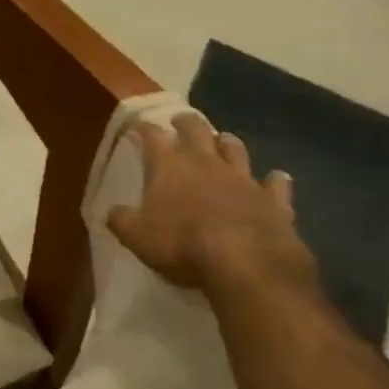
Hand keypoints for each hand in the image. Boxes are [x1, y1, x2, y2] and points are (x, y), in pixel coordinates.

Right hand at [106, 114, 316, 300]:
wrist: (247, 266)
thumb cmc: (182, 245)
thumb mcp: (135, 235)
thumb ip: (121, 219)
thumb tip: (113, 211)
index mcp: (169, 166)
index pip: (153, 136)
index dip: (144, 128)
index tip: (138, 126)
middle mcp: (206, 164)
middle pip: (197, 130)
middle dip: (186, 123)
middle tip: (180, 121)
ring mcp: (244, 180)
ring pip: (235, 150)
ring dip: (226, 143)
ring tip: (222, 140)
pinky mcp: (274, 202)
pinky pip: (276, 184)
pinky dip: (274, 180)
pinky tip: (275, 177)